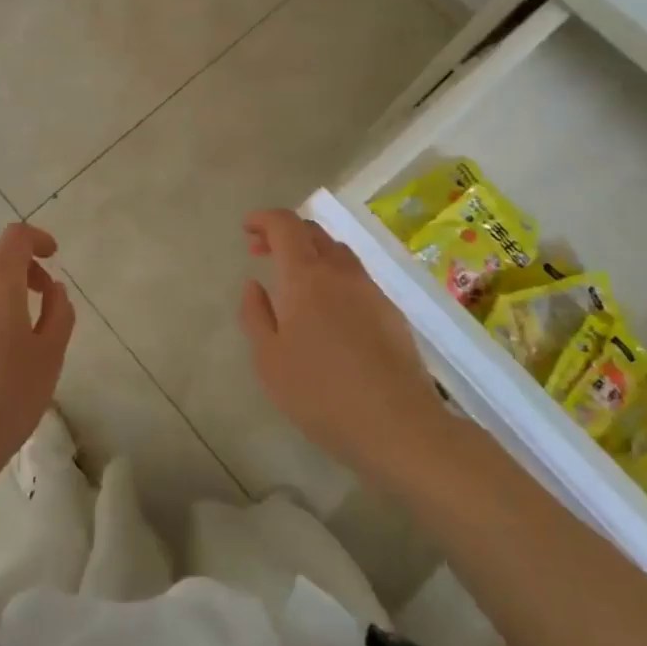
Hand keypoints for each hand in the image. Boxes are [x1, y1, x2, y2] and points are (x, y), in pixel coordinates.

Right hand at [239, 209, 444, 482]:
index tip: (247, 229)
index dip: (264, 219)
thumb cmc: (321, 393)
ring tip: (295, 280)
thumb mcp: (269, 360)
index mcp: (306, 276)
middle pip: (313, 232)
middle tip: (262, 251)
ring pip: (338, 253)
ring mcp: (371, 291)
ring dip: (312, 253)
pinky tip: (329, 310)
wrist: (399, 426)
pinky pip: (356, 278)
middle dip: (285, 233)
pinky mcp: (392, 313)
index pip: (285, 225)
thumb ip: (256, 315)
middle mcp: (340, 273)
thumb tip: (254, 284)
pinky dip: (334, 276)